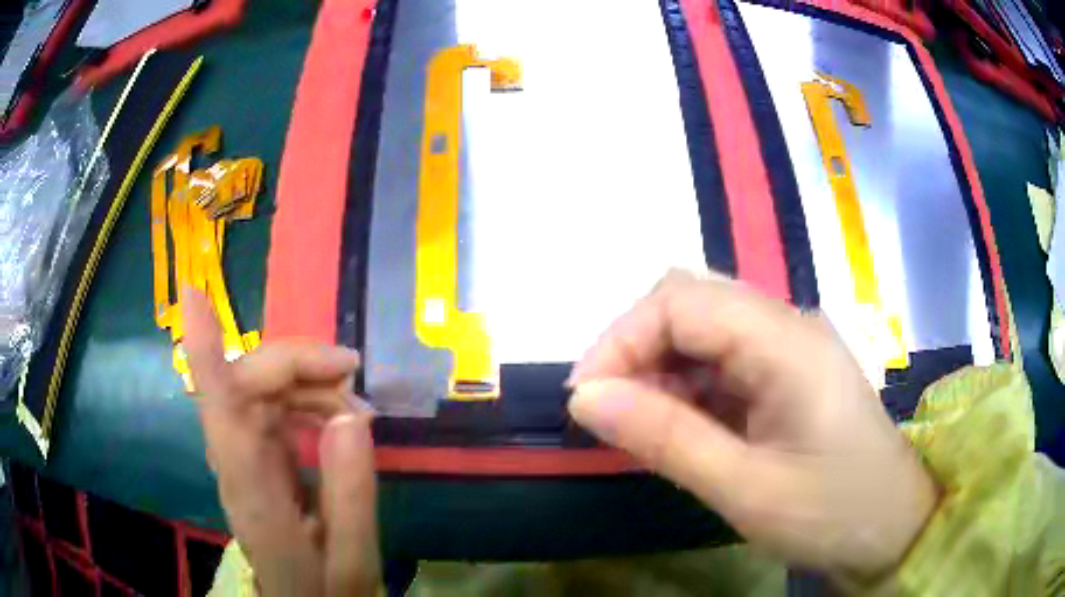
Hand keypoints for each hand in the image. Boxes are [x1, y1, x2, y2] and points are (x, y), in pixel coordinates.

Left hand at [182, 289, 380, 595]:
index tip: (195, 294)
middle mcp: (236, 464)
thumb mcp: (353, 558)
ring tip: (355, 405)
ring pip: (258, 390)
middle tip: (352, 373)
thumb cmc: (324, 590)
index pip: (218, 408)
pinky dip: (305, 400)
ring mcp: (242, 458)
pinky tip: (336, 417)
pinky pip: (270, 408)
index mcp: (253, 493)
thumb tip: (352, 416)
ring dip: (305, 383)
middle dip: (295, 364)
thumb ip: (350, 493)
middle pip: (244, 384)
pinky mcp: (254, 458)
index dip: (204, 349)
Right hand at [568, 270, 937, 579]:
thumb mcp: (744, 488)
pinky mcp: (788, 374)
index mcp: (786, 341)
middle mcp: (787, 326)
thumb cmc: (832, 513)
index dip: (621, 339)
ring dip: (660, 370)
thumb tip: (586, 398)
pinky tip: (680, 428)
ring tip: (641, 428)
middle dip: (637, 348)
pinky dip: (686, 388)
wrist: (893, 528)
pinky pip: (722, 361)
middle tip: (609, 411)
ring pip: (703, 330)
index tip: (586, 399)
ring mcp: (789, 348)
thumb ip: (665, 438)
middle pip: (692, 302)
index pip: (681, 301)